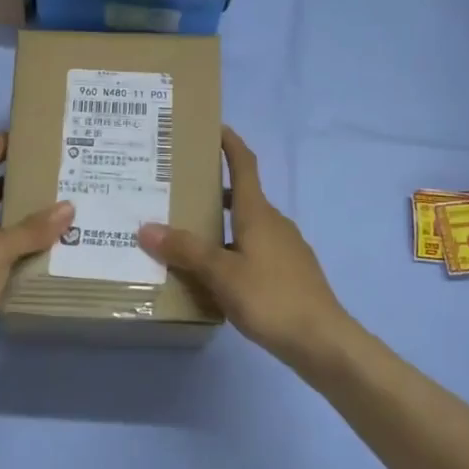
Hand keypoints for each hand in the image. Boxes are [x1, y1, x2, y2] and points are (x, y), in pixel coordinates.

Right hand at [137, 127, 357, 368]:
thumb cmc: (271, 298)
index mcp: (258, 213)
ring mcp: (285, 249)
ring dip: (220, 225)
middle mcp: (274, 224)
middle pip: (242, 196)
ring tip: (188, 237)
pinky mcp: (289, 274)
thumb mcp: (221, 274)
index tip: (214, 127)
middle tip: (179, 191)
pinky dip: (232, 250)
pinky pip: (254, 250)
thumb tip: (146, 227)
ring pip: (247, 226)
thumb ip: (185, 250)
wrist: (323, 342)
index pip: (245, 165)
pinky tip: (216, 275)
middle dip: (213, 190)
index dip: (230, 144)